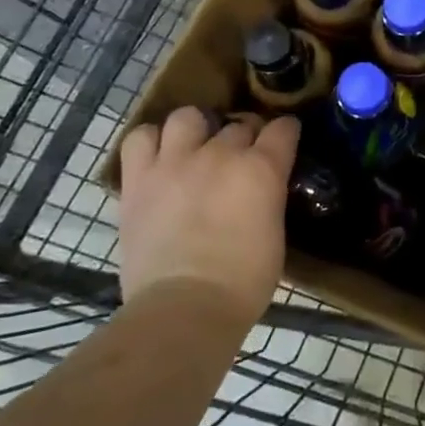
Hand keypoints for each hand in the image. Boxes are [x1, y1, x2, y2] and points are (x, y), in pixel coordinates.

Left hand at [116, 107, 299, 326]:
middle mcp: (221, 153)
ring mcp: (177, 162)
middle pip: (238, 124)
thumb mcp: (275, 232)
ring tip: (194, 150)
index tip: (283, 142)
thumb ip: (268, 198)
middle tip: (238, 161)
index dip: (285, 133)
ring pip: (187, 117)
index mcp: (262, 168)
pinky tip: (158, 158)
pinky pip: (140, 138)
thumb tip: (261, 191)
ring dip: (195, 130)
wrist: (185, 308)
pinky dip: (150, 142)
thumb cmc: (243, 281)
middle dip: (244, 137)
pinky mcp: (139, 179)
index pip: (283, 128)